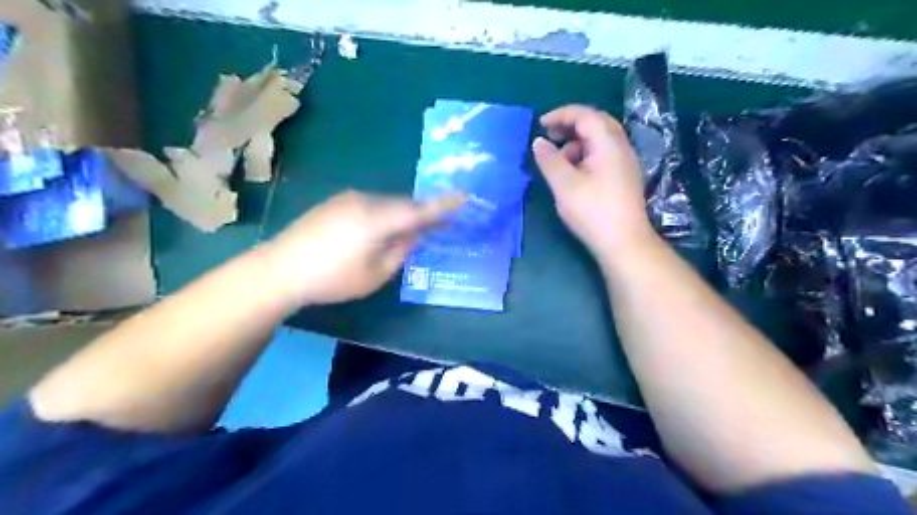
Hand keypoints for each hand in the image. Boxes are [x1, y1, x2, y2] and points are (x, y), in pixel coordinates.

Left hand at [266, 188, 466, 305]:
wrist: (279, 269)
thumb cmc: (332, 279)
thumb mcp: (375, 274)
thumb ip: (400, 251)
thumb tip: (415, 235)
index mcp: (377, 219)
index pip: (419, 210)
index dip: (444, 205)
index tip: (465, 196)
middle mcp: (365, 201)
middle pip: (403, 204)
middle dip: (423, 213)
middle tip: (440, 224)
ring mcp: (348, 199)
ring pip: (386, 204)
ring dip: (401, 215)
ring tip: (411, 230)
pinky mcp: (335, 203)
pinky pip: (370, 205)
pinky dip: (384, 214)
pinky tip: (381, 229)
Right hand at [535, 105, 655, 257]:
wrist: (624, 242)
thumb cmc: (592, 212)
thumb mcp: (564, 185)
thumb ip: (549, 160)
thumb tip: (538, 142)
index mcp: (608, 143)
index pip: (585, 115)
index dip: (561, 115)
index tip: (540, 124)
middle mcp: (621, 146)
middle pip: (596, 123)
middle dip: (570, 125)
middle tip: (550, 136)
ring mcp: (625, 162)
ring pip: (600, 139)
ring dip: (577, 142)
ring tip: (559, 161)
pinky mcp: (624, 176)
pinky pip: (603, 153)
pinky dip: (585, 154)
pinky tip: (574, 173)